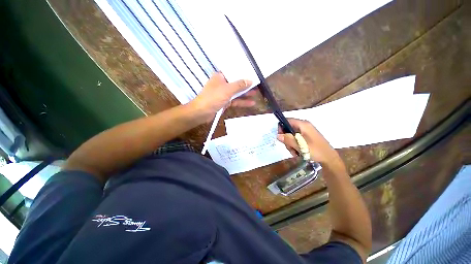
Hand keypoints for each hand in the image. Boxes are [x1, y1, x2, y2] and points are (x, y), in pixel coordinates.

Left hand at [190, 72, 255, 120]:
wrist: (202, 112)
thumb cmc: (213, 97)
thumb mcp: (227, 89)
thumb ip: (239, 85)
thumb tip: (250, 80)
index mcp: (220, 76)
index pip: (233, 72)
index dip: (243, 73)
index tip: (252, 74)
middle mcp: (222, 84)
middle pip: (236, 83)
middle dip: (246, 85)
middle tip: (257, 85)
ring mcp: (224, 94)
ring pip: (236, 93)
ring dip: (245, 94)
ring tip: (256, 94)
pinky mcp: (225, 102)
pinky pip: (235, 101)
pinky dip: (242, 102)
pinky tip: (251, 103)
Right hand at [277, 119, 342, 167]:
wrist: (329, 159)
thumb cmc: (316, 150)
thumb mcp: (300, 145)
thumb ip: (288, 139)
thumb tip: (278, 135)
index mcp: (303, 124)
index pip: (287, 121)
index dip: (281, 127)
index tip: (280, 137)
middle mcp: (304, 126)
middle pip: (288, 129)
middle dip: (286, 139)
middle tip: (289, 147)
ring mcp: (306, 132)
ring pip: (291, 135)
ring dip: (290, 144)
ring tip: (294, 152)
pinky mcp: (307, 137)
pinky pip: (296, 139)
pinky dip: (294, 145)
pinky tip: (297, 152)